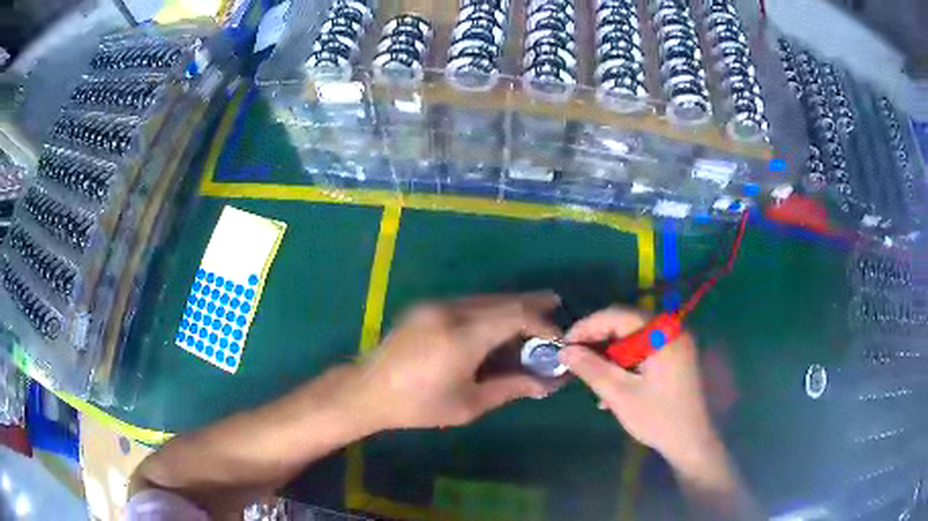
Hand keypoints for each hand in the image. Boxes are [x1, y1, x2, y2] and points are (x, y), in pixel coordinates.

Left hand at [347, 292, 562, 430]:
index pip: (515, 316)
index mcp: (462, 336)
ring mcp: (435, 305)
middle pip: (502, 300)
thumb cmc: (418, 406)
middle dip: (531, 304)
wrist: (368, 391)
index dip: (542, 323)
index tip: (557, 338)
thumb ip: (510, 388)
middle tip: (555, 305)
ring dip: (510, 305)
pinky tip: (497, 322)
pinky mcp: (425, 307)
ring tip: (532, 313)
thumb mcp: (468, 404)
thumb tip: (546, 384)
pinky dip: (489, 309)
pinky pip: (467, 303)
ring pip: (485, 298)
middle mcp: (450, 311)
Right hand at [560, 307, 719, 466]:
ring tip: (593, 381)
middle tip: (576, 363)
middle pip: (625, 325)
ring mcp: (676, 343)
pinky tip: (614, 387)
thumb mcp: (620, 395)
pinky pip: (644, 350)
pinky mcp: (676, 356)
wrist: (692, 442)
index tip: (564, 346)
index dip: (587, 327)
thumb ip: (591, 369)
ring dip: (610, 356)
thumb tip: (565, 351)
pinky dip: (626, 363)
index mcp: (662, 334)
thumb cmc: (658, 418)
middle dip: (598, 343)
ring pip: (632, 338)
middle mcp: (671, 330)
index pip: (617, 315)